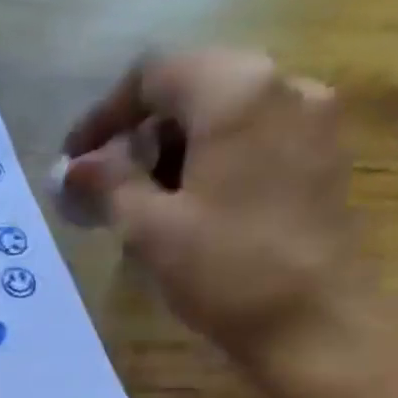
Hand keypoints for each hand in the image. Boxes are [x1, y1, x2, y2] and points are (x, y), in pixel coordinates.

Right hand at [61, 48, 368, 373]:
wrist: (315, 324)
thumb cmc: (226, 270)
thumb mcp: (152, 228)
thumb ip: (109, 185)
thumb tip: (75, 167)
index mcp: (237, 92)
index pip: (155, 73)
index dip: (104, 113)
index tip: (75, 160)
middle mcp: (284, 85)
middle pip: (194, 86)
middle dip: (141, 133)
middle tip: (106, 185)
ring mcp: (313, 120)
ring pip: (226, 113)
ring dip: (176, 149)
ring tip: (144, 204)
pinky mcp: (323, 158)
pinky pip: (255, 138)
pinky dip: (213, 161)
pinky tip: (191, 209)